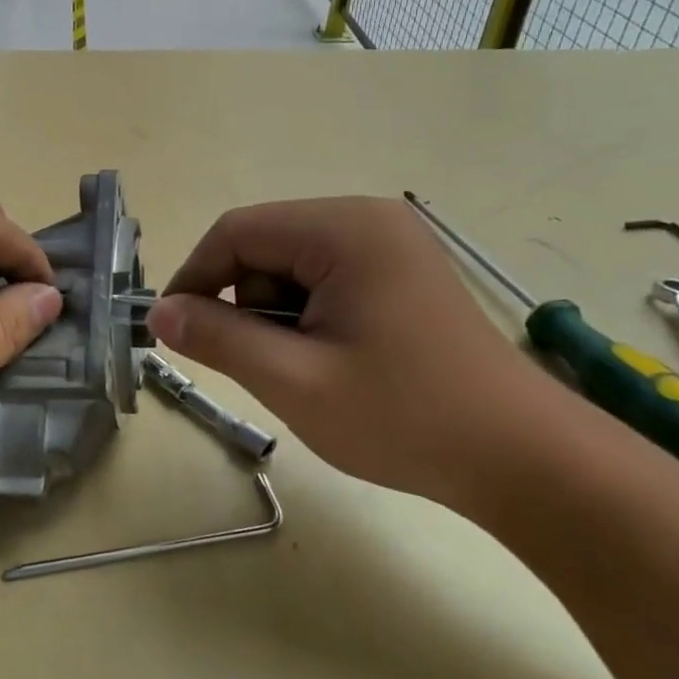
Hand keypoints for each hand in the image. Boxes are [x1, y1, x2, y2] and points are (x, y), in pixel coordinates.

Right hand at [146, 197, 574, 510]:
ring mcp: (390, 244)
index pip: (236, 232)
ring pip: (291, 266)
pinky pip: (324, 281)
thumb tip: (158, 313)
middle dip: (244, 304)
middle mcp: (368, 220)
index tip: (174, 332)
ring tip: (306, 371)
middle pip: (264, 246)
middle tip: (262, 365)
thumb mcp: (293, 380)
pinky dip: (308, 319)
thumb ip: (218, 338)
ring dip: (277, 316)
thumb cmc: (403, 417)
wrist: (521, 459)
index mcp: (344, 229)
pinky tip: (334, 362)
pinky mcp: (401, 274)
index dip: (194, 279)